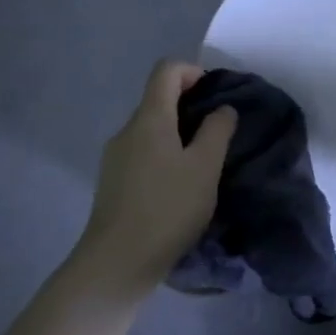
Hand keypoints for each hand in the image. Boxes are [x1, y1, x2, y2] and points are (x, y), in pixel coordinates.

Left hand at [72, 60, 236, 297]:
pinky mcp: (112, 182)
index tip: (215, 95)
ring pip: (150, 129)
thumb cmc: (167, 209)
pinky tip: (179, 187)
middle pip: (157, 99)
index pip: (166, 71)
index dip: (193, 72)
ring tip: (203, 164)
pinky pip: (142, 153)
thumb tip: (222, 110)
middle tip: (218, 133)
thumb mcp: (204, 168)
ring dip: (178, 134)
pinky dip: (164, 155)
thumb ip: (217, 131)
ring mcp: (115, 157)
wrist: (117, 263)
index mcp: (149, 119)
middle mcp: (126, 130)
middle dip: (190, 106)